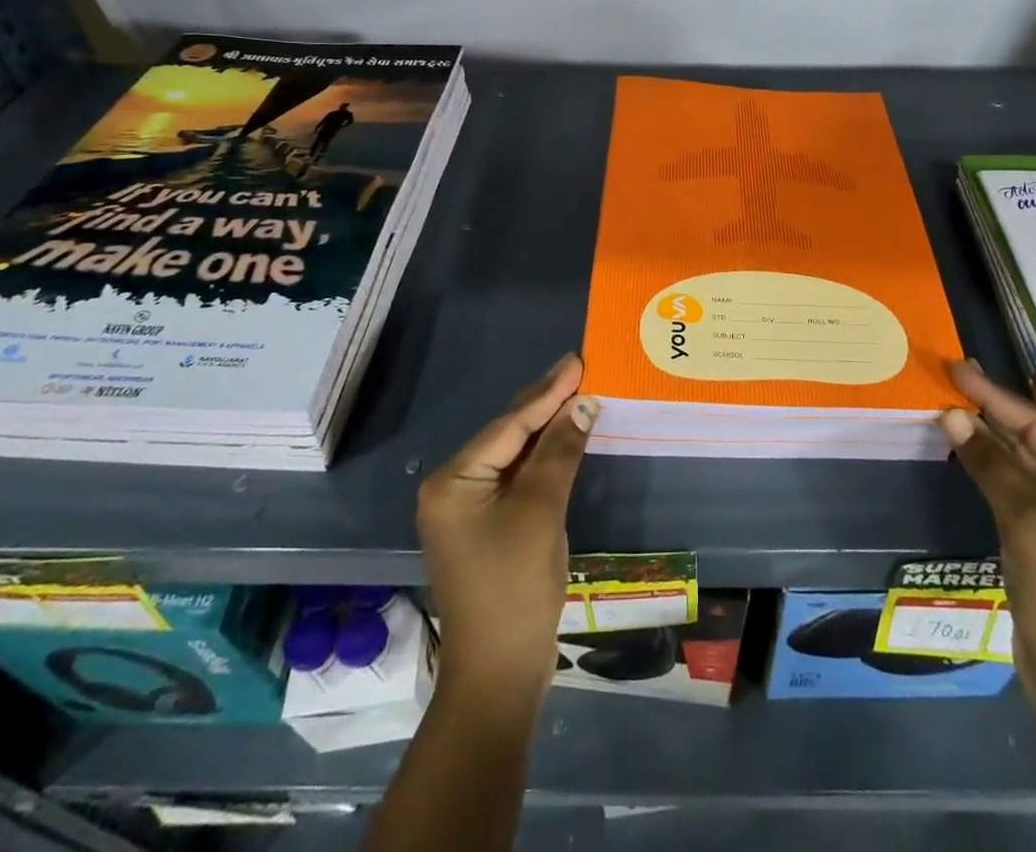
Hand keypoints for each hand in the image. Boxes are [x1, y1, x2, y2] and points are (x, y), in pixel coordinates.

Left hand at [418, 353, 598, 703]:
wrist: (498, 675)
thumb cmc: (515, 586)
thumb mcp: (540, 511)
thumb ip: (559, 452)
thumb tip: (583, 404)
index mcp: (454, 480)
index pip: (509, 424)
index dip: (548, 392)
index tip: (576, 360)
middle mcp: (452, 487)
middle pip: (507, 434)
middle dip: (545, 403)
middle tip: (579, 368)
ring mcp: (467, 508)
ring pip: (513, 454)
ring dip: (546, 428)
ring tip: (576, 392)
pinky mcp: (485, 526)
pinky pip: (516, 477)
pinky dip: (542, 457)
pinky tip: (563, 438)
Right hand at [942, 359, 1035, 732]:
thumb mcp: (1023, 517)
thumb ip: (989, 461)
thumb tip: (953, 415)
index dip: (995, 395)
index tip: (958, 367)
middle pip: (1035, 439)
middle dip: (993, 411)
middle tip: (954, 377)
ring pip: (1026, 461)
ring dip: (990, 437)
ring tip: (954, 405)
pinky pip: (1021, 486)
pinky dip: (994, 466)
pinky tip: (969, 447)